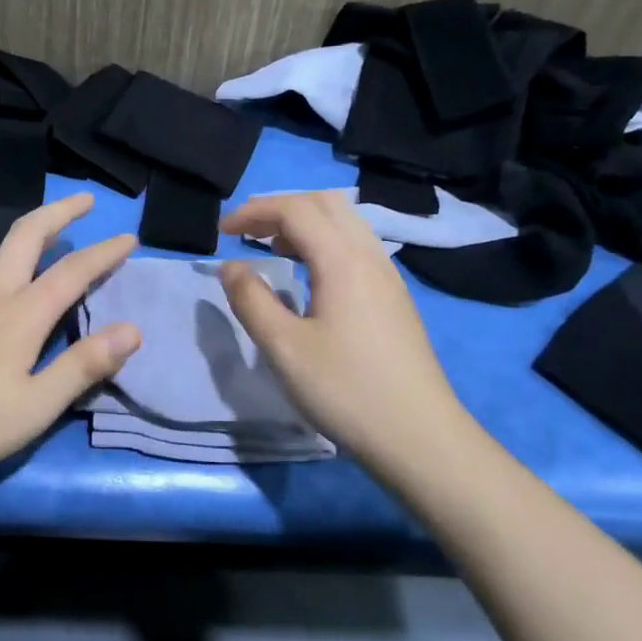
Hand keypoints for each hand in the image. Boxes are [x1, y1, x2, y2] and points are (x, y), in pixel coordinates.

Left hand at [0, 193, 140, 497]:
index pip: (72, 271)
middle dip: (59, 211)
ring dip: (31, 233)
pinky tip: (5, 288)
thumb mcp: (35, 407)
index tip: (129, 236)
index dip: (104, 251)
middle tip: (84, 200)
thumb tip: (132, 329)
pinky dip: (6, 262)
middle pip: (26, 235)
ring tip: (52, 234)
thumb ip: (83, 366)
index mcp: (19, 315)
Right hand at [218, 191, 461, 472]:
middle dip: (280, 207)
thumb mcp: (284, 348)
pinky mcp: (394, 297)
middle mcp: (369, 256)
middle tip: (247, 231)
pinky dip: (324, 243)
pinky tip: (309, 276)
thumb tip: (231, 267)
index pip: (295, 210)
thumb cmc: (345, 390)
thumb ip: (251, 300)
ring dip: (305, 223)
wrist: (419, 436)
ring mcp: (388, 276)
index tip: (222, 232)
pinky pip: (356, 246)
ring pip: (345, 223)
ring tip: (273, 249)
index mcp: (342, 260)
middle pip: (324, 204)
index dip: (254, 211)